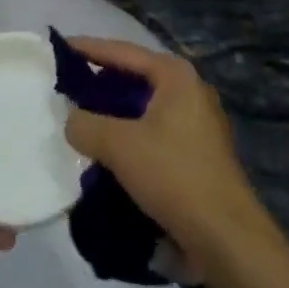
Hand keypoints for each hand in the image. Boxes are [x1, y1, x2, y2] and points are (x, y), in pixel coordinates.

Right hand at [62, 39, 270, 268]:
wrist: (228, 239)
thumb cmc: (174, 176)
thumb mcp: (120, 146)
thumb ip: (86, 125)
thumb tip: (71, 120)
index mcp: (175, 74)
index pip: (123, 52)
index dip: (89, 49)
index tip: (60, 47)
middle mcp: (191, 89)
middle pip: (136, 76)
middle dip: (102, 81)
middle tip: (69, 85)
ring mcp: (200, 121)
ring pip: (146, 106)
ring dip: (116, 111)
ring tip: (84, 118)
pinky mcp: (201, 152)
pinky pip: (156, 130)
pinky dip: (132, 133)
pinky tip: (111, 149)